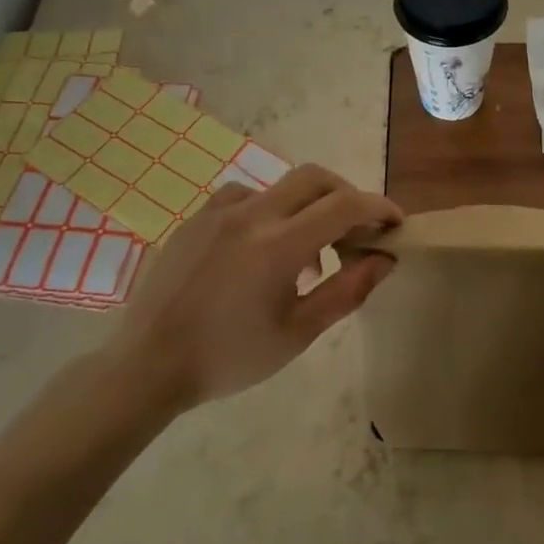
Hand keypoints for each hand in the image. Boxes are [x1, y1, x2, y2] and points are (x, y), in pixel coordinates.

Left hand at [107, 165, 402, 411]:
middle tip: (356, 230)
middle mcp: (251, 215)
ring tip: (306, 254)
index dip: (378, 208)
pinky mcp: (195, 219)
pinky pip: (243, 198)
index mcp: (279, 245)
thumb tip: (384, 259)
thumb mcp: (297, 333)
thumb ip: (346, 291)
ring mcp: (218, 212)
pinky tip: (259, 247)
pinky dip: (268, 212)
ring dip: (306, 207)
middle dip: (346, 195)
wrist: (148, 366)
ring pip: (279, 187)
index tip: (395, 224)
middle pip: (315, 177)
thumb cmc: (229, 357)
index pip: (345, 205)